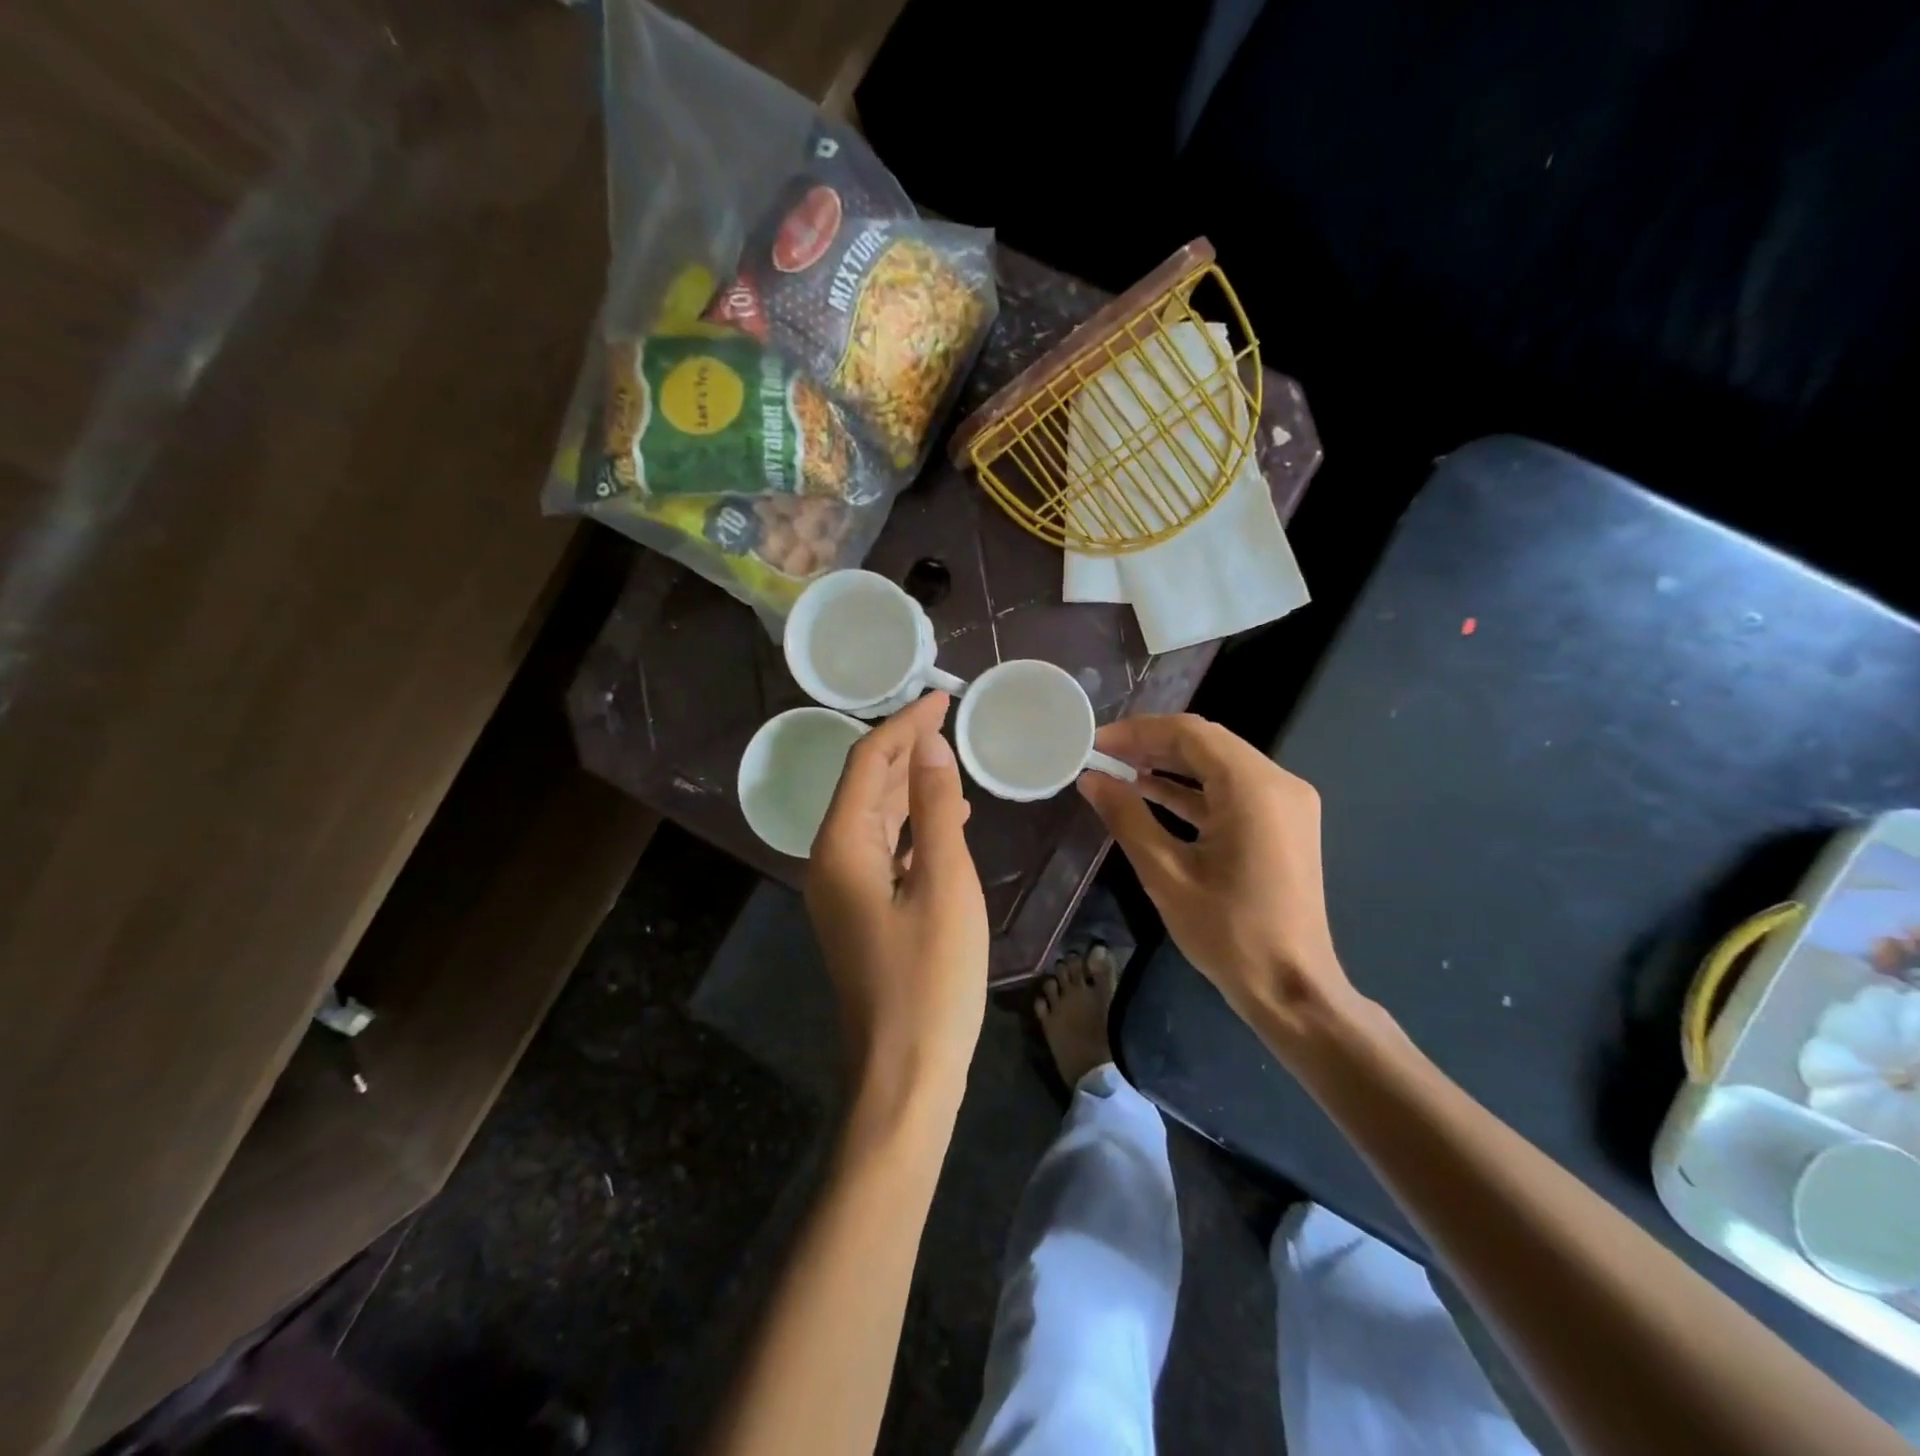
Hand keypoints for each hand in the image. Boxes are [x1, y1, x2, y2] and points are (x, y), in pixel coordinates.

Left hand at [806, 692, 987, 1111]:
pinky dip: (912, 826)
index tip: (942, 698)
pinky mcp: (862, 913)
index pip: (867, 763)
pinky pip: (884, 850)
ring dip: (910, 785)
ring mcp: (844, 891)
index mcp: (841, 847)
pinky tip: (946, 821)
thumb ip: (936, 810)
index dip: (904, 725)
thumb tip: (930, 746)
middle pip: (865, 786)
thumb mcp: (944, 884)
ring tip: (950, 759)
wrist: (905, 1073)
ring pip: (875, 818)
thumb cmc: (930, 979)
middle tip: (949, 719)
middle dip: (904, 748)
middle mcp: (830, 861)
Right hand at [1077, 714, 1351, 1029]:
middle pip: (1207, 744)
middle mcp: (1278, 783)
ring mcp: (1286, 803)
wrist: (1292, 989)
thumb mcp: (1166, 874)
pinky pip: (1233, 790)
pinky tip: (1152, 793)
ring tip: (1119, 770)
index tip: (1097, 743)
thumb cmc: (1228, 933)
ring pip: (1219, 764)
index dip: (1138, 731)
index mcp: (1253, 789)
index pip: (1190, 734)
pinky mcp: (1283, 823)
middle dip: (1152, 744)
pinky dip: (1194, 789)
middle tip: (1104, 755)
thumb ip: (1127, 817)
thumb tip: (1091, 779)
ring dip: (1171, 765)